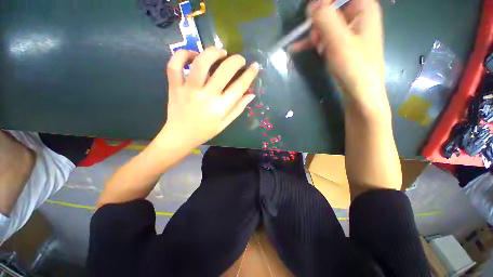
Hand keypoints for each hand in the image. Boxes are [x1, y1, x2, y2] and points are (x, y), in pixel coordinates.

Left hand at [157, 47, 258, 149]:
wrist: (180, 136)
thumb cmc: (205, 131)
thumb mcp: (225, 123)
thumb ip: (238, 108)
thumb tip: (251, 94)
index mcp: (220, 108)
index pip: (239, 87)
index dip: (250, 74)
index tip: (255, 66)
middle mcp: (206, 96)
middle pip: (224, 71)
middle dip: (236, 61)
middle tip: (240, 59)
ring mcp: (188, 90)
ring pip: (200, 63)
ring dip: (213, 52)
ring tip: (220, 52)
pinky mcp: (174, 86)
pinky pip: (175, 65)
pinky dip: (183, 55)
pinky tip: (193, 56)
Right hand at [291, 0, 386, 108]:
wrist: (360, 91)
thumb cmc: (354, 65)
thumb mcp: (338, 40)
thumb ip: (325, 19)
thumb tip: (311, 6)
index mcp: (364, 8)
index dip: (323, 1)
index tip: (310, 14)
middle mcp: (358, 16)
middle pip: (331, 8)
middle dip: (319, 22)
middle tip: (315, 38)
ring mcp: (349, 31)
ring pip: (325, 24)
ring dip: (316, 35)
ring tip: (316, 48)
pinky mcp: (341, 45)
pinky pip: (325, 37)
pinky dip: (313, 42)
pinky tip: (299, 47)